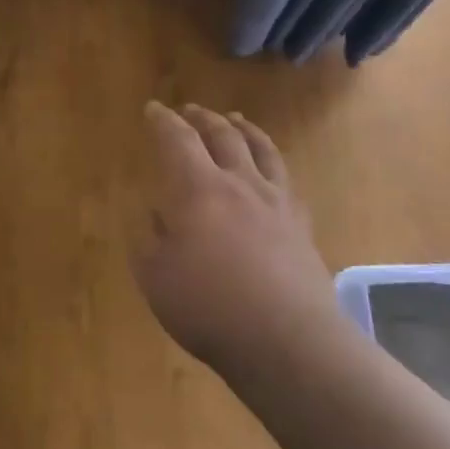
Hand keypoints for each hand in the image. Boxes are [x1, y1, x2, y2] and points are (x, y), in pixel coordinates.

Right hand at [129, 102, 338, 373]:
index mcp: (198, 189)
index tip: (153, 109)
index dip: (163, 121)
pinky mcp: (300, 223)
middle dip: (203, 117)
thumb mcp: (155, 276)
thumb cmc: (208, 307)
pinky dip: (272, 162)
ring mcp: (275, 201)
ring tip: (235, 119)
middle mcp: (239, 182)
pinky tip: (270, 170)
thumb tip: (153, 211)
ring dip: (243, 128)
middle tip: (191, 110)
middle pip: (222, 135)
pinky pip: (285, 178)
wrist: (287, 339)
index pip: (178, 140)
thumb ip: (149, 237)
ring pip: (261, 148)